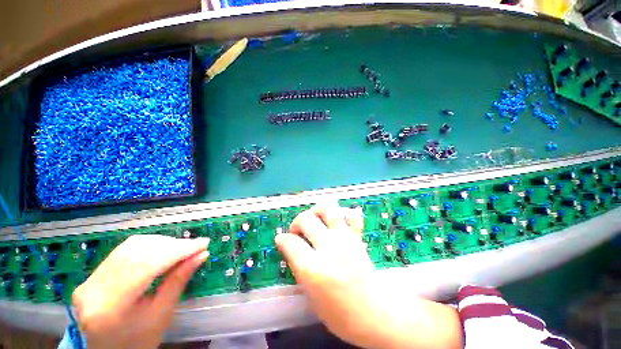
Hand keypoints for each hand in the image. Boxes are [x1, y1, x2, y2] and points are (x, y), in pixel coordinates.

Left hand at [72, 235, 209, 348]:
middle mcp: (95, 287)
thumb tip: (202, 255)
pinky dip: (150, 246)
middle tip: (197, 246)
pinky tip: (164, 249)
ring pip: (132, 246)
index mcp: (111, 306)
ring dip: (163, 243)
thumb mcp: (162, 314)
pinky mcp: (94, 274)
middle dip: (173, 245)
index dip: (178, 251)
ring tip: (183, 248)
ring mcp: (91, 278)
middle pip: (139, 252)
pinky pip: (126, 250)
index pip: (148, 266)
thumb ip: (179, 281)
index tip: (204, 243)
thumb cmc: (139, 340)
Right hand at [276, 202, 462, 348]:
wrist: (374, 313)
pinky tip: (338, 221)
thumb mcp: (310, 294)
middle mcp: (329, 248)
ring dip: (318, 210)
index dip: (283, 239)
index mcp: (313, 269)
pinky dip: (344, 214)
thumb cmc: (339, 313)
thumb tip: (284, 244)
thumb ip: (296, 265)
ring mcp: (345, 239)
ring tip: (315, 218)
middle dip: (297, 222)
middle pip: (306, 219)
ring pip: (328, 209)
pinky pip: (352, 216)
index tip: (282, 239)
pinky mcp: (357, 237)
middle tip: (298, 231)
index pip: (290, 242)